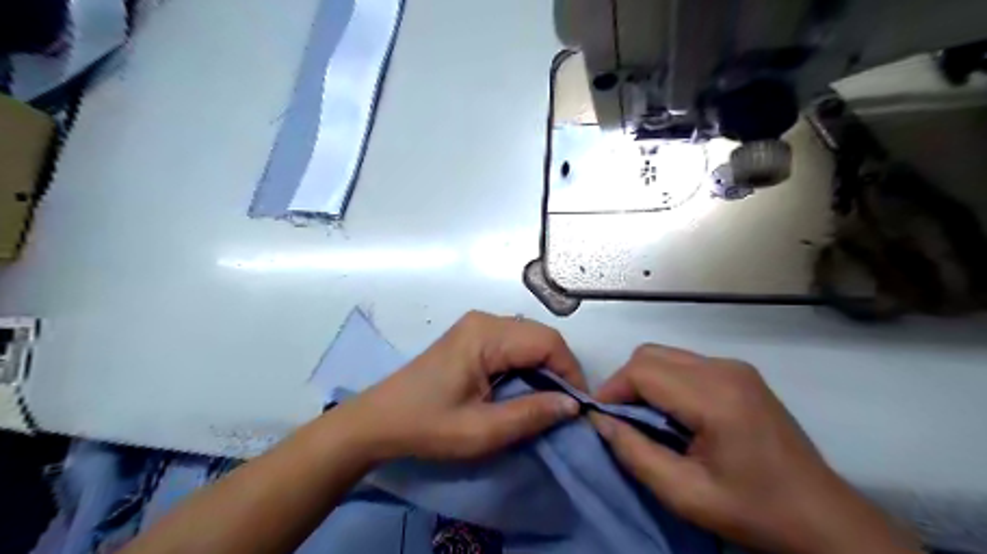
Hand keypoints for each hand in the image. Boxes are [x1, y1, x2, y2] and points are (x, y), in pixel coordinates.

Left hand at [337, 311, 583, 462]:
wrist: (378, 420)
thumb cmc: (427, 425)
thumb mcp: (481, 430)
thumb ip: (531, 414)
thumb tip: (573, 405)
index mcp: (486, 335)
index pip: (548, 342)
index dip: (570, 372)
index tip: (577, 407)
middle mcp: (485, 320)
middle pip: (540, 336)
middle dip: (560, 369)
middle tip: (565, 406)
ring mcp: (477, 325)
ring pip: (529, 338)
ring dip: (545, 367)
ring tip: (548, 400)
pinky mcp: (472, 336)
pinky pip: (514, 343)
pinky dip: (528, 364)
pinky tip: (525, 388)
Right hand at [589, 346, 921, 553]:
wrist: (823, 518)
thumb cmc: (754, 511)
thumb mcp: (686, 495)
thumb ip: (635, 454)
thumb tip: (600, 421)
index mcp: (716, 397)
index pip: (642, 370)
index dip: (611, 390)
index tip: (601, 419)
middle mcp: (725, 369)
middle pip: (650, 354)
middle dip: (625, 382)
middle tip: (620, 419)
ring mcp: (735, 367)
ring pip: (666, 355)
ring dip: (645, 381)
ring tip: (644, 418)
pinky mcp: (740, 373)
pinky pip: (685, 363)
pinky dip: (666, 381)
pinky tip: (673, 413)